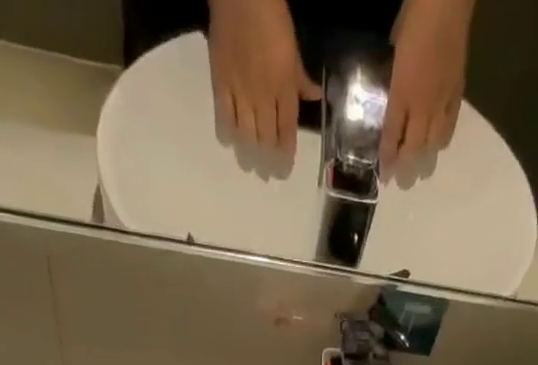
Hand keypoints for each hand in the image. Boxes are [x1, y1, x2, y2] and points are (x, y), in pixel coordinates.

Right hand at [207, 0, 319, 157]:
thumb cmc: (272, 17)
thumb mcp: (293, 48)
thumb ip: (301, 78)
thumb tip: (316, 97)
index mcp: (284, 87)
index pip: (287, 130)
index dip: (286, 153)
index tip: (283, 170)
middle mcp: (264, 96)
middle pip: (266, 138)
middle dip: (267, 160)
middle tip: (266, 175)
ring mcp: (241, 92)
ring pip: (246, 133)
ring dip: (248, 154)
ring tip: (249, 166)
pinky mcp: (221, 83)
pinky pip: (224, 116)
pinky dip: (227, 132)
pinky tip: (230, 142)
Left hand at [384, 0, 471, 176]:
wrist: (447, 0)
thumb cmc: (415, 18)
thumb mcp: (394, 50)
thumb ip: (392, 78)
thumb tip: (391, 98)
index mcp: (402, 91)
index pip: (391, 135)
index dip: (387, 159)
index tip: (384, 176)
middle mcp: (422, 103)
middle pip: (413, 148)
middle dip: (407, 169)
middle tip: (403, 186)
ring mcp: (442, 100)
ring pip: (433, 143)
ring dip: (426, 160)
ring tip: (422, 174)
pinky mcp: (458, 92)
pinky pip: (450, 125)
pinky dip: (443, 140)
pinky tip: (439, 147)